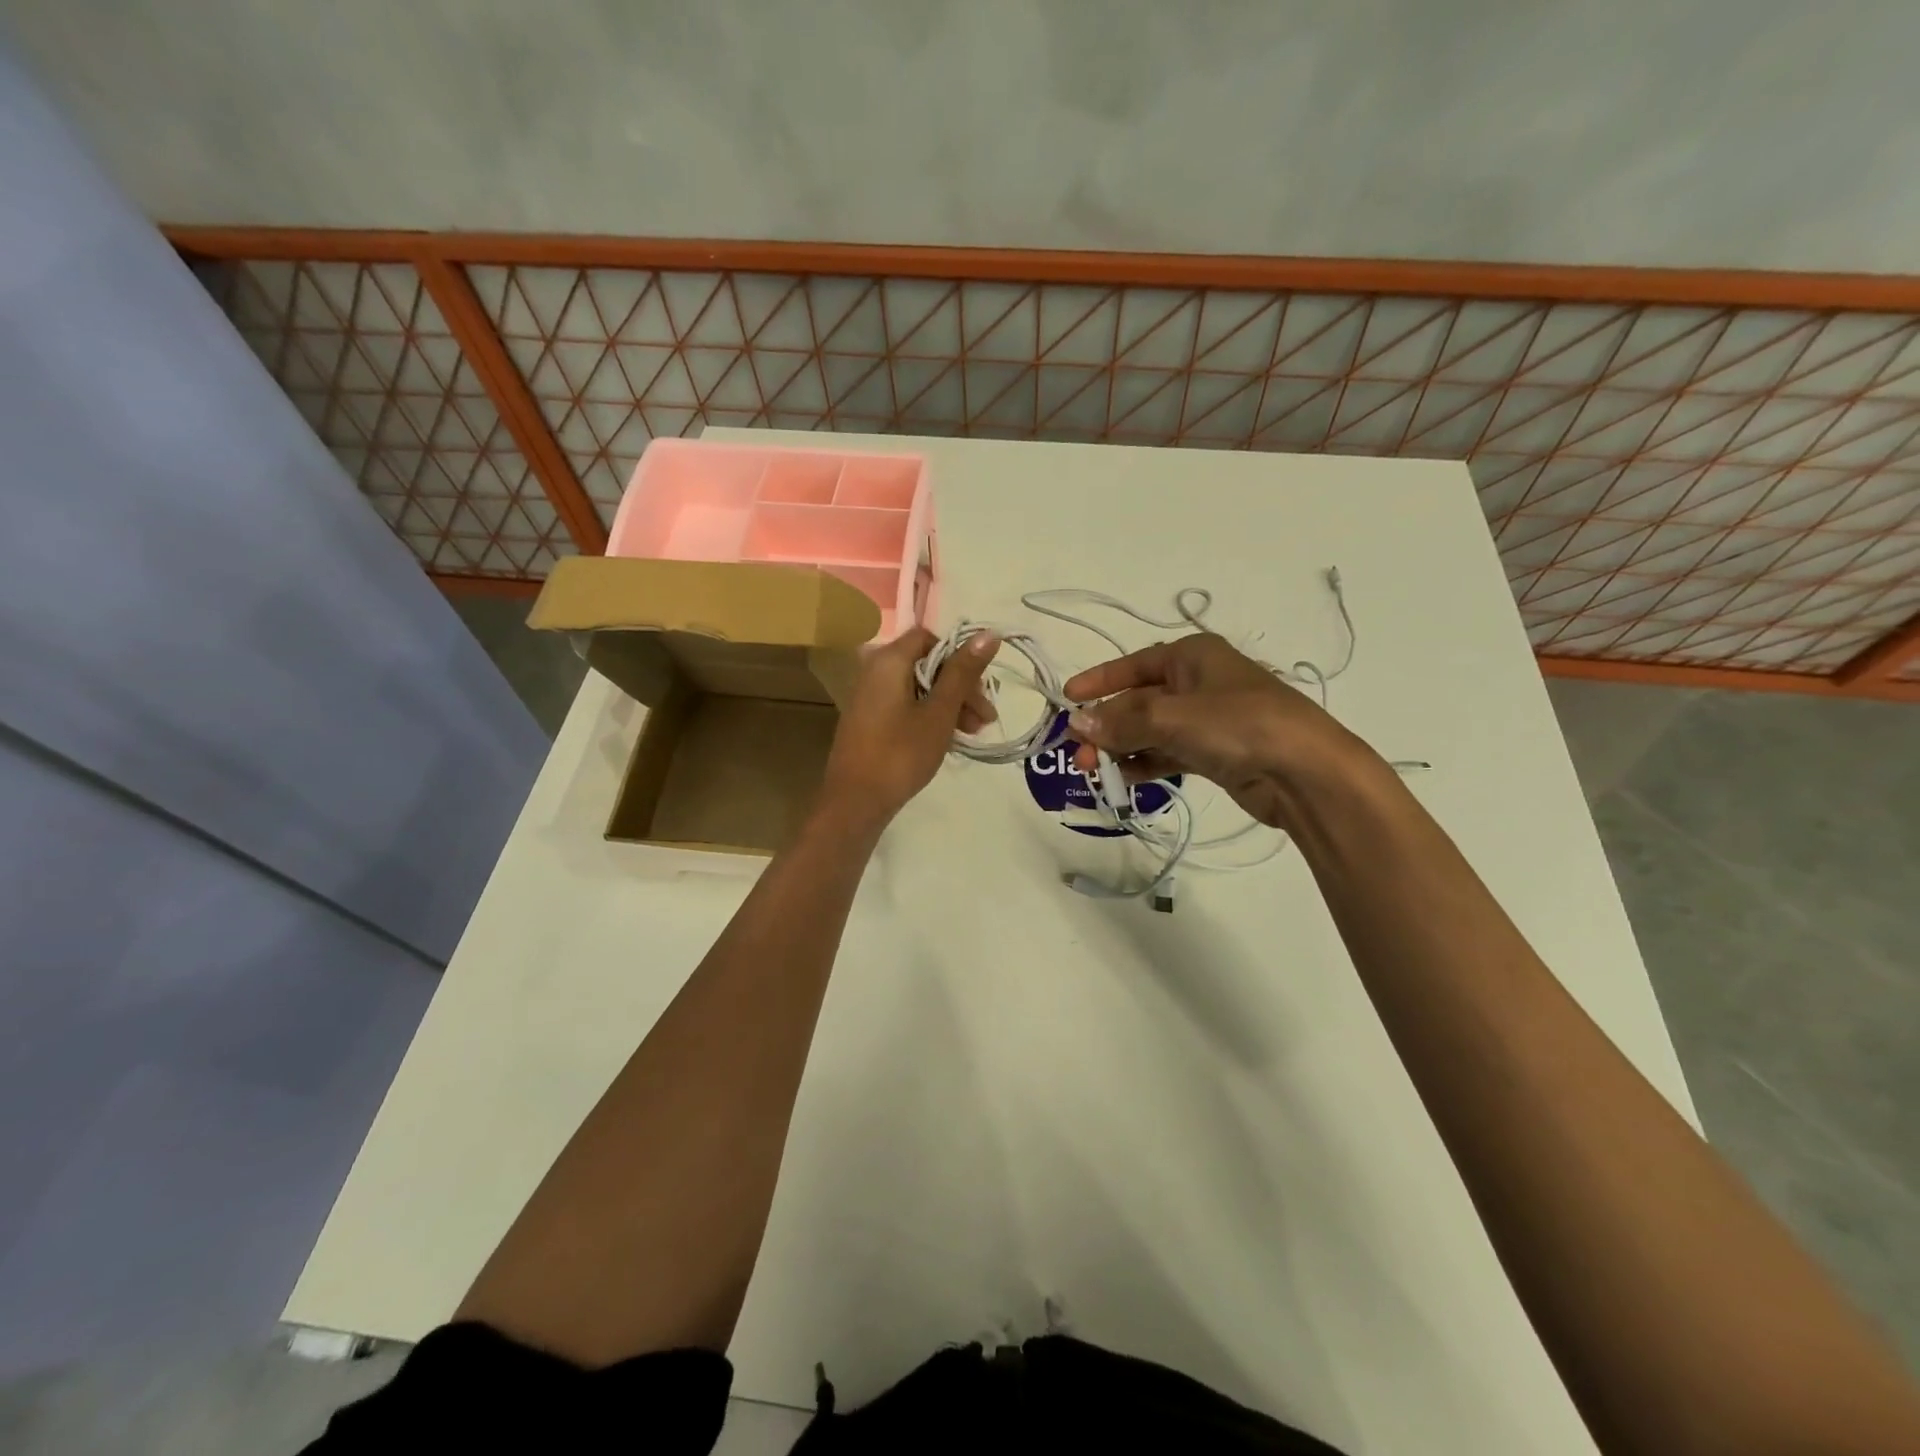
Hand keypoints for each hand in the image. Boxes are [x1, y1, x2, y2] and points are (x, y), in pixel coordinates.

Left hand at [818, 628, 997, 829]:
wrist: (856, 801)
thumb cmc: (901, 753)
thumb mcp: (939, 712)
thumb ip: (963, 672)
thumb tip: (989, 633)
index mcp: (889, 660)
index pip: (930, 638)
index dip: (959, 658)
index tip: (980, 689)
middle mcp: (875, 670)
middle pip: (926, 664)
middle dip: (960, 687)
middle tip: (985, 719)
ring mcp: (869, 696)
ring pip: (918, 687)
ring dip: (949, 704)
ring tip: (972, 733)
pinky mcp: (869, 719)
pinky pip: (905, 705)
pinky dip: (929, 715)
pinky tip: (948, 738)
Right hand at [1062, 634, 1367, 831]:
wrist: (1305, 772)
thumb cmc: (1239, 725)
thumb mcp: (1174, 717)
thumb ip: (1123, 721)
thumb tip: (1077, 723)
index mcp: (1192, 655)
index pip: (1133, 664)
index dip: (1098, 681)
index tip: (1066, 699)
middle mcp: (1198, 682)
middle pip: (1138, 700)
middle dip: (1106, 725)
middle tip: (1078, 752)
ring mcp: (1207, 719)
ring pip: (1150, 730)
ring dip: (1121, 747)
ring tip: (1093, 770)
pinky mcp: (1215, 752)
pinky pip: (1168, 752)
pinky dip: (1145, 762)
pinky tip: (1123, 777)